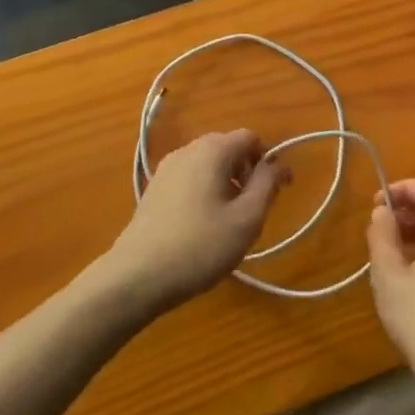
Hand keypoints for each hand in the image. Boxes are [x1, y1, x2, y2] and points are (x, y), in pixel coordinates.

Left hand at [103, 130, 289, 314]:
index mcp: (212, 150)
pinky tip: (202, 226)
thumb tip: (278, 164)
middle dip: (247, 172)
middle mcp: (187, 150)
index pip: (250, 138)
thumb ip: (267, 185)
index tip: (277, 191)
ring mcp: (166, 169)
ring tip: (229, 222)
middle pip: (228, 149)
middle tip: (253, 210)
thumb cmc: (200, 246)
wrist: (136, 277)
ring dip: (226, 184)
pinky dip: (205, 192)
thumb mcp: (246, 219)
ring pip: (208, 165)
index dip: (269, 160)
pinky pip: (190, 179)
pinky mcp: (154, 189)